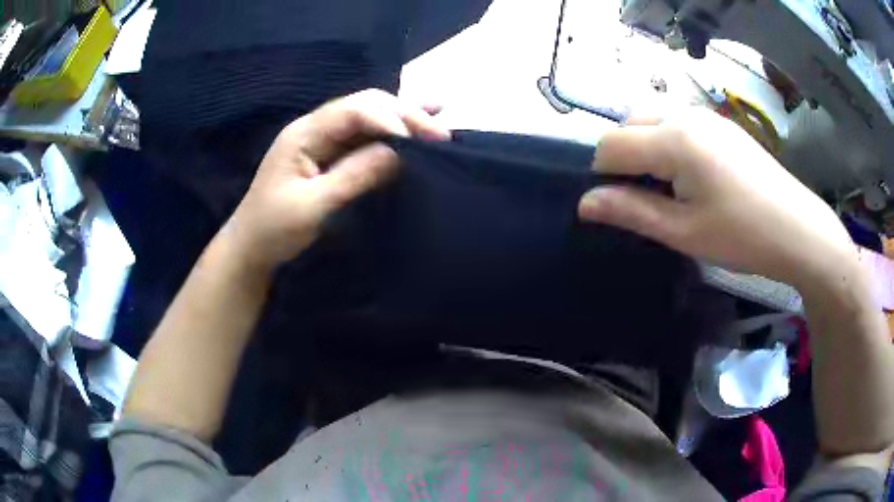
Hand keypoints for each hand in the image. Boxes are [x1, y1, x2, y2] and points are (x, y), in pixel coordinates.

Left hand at [222, 89, 449, 270]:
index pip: (353, 112)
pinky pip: (366, 134)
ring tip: (440, 119)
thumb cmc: (274, 229)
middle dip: (404, 115)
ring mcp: (323, 139)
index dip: (390, 120)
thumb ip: (352, 176)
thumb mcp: (312, 207)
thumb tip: (398, 153)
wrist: (251, 246)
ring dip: (404, 116)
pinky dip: (393, 128)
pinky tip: (417, 119)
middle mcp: (316, 127)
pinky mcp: (331, 153)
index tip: (421, 142)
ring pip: (370, 116)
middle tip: (440, 135)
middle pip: (365, 105)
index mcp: (304, 134)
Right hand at [578, 108, 857, 289]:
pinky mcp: (720, 124)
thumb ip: (631, 211)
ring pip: (652, 118)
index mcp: (674, 139)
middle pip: (629, 123)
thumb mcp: (683, 232)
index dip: (603, 176)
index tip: (619, 207)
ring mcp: (705, 115)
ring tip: (668, 186)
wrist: (797, 229)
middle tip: (645, 198)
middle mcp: (684, 114)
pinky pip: (677, 121)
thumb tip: (585, 204)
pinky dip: (668, 142)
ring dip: (645, 147)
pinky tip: (691, 174)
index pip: (611, 144)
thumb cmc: (742, 235)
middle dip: (624, 157)